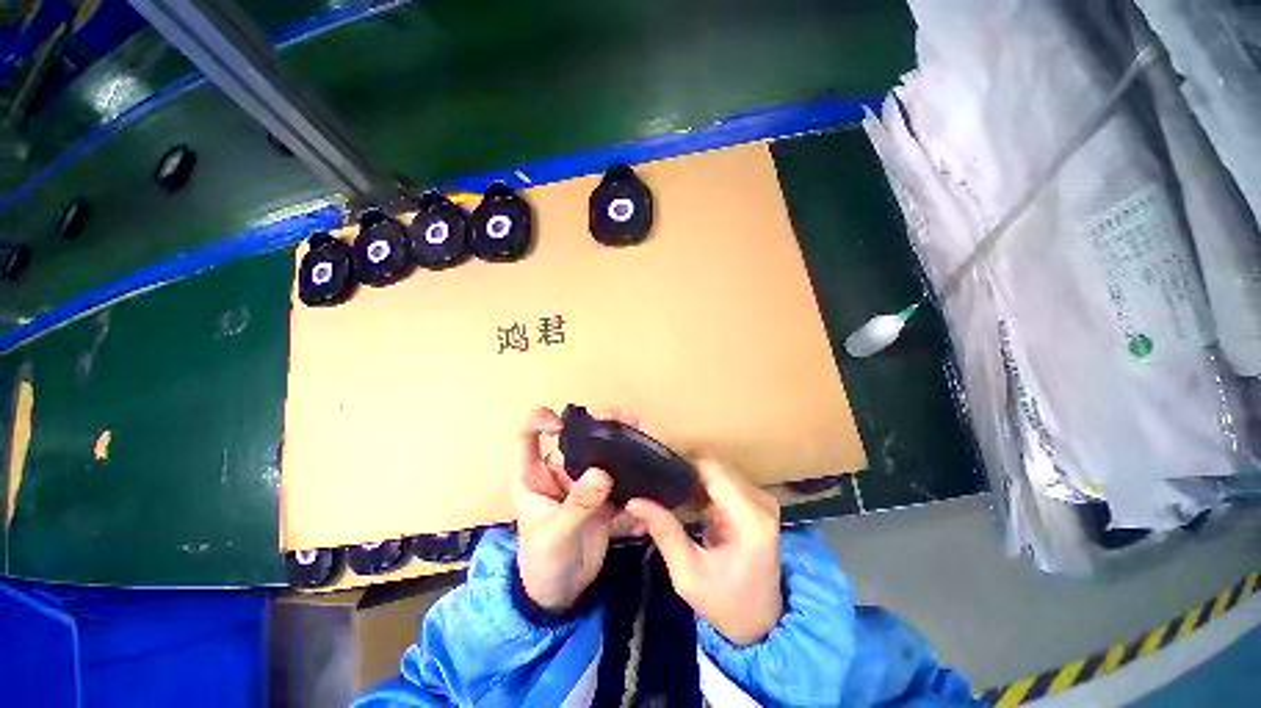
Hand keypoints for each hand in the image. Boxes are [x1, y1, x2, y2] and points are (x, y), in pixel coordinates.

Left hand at [513, 407, 630, 613]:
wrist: (561, 595)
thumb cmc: (543, 564)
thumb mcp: (555, 535)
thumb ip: (578, 505)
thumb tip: (601, 473)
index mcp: (534, 477)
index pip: (528, 436)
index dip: (541, 420)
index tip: (561, 423)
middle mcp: (559, 472)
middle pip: (574, 436)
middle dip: (595, 421)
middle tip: (617, 417)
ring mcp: (582, 483)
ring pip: (598, 450)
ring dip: (616, 437)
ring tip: (635, 426)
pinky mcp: (602, 495)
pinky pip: (616, 474)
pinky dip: (630, 464)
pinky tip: (645, 457)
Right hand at [625, 458, 782, 645]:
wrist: (761, 624)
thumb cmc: (726, 604)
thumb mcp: (688, 575)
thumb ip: (664, 532)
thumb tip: (634, 501)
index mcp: (749, 517)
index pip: (712, 468)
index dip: (683, 462)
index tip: (657, 470)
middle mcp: (760, 501)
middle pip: (715, 465)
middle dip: (685, 470)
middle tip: (657, 484)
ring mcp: (761, 500)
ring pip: (718, 470)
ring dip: (693, 478)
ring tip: (668, 493)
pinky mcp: (757, 503)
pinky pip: (724, 481)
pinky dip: (703, 486)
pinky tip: (685, 500)